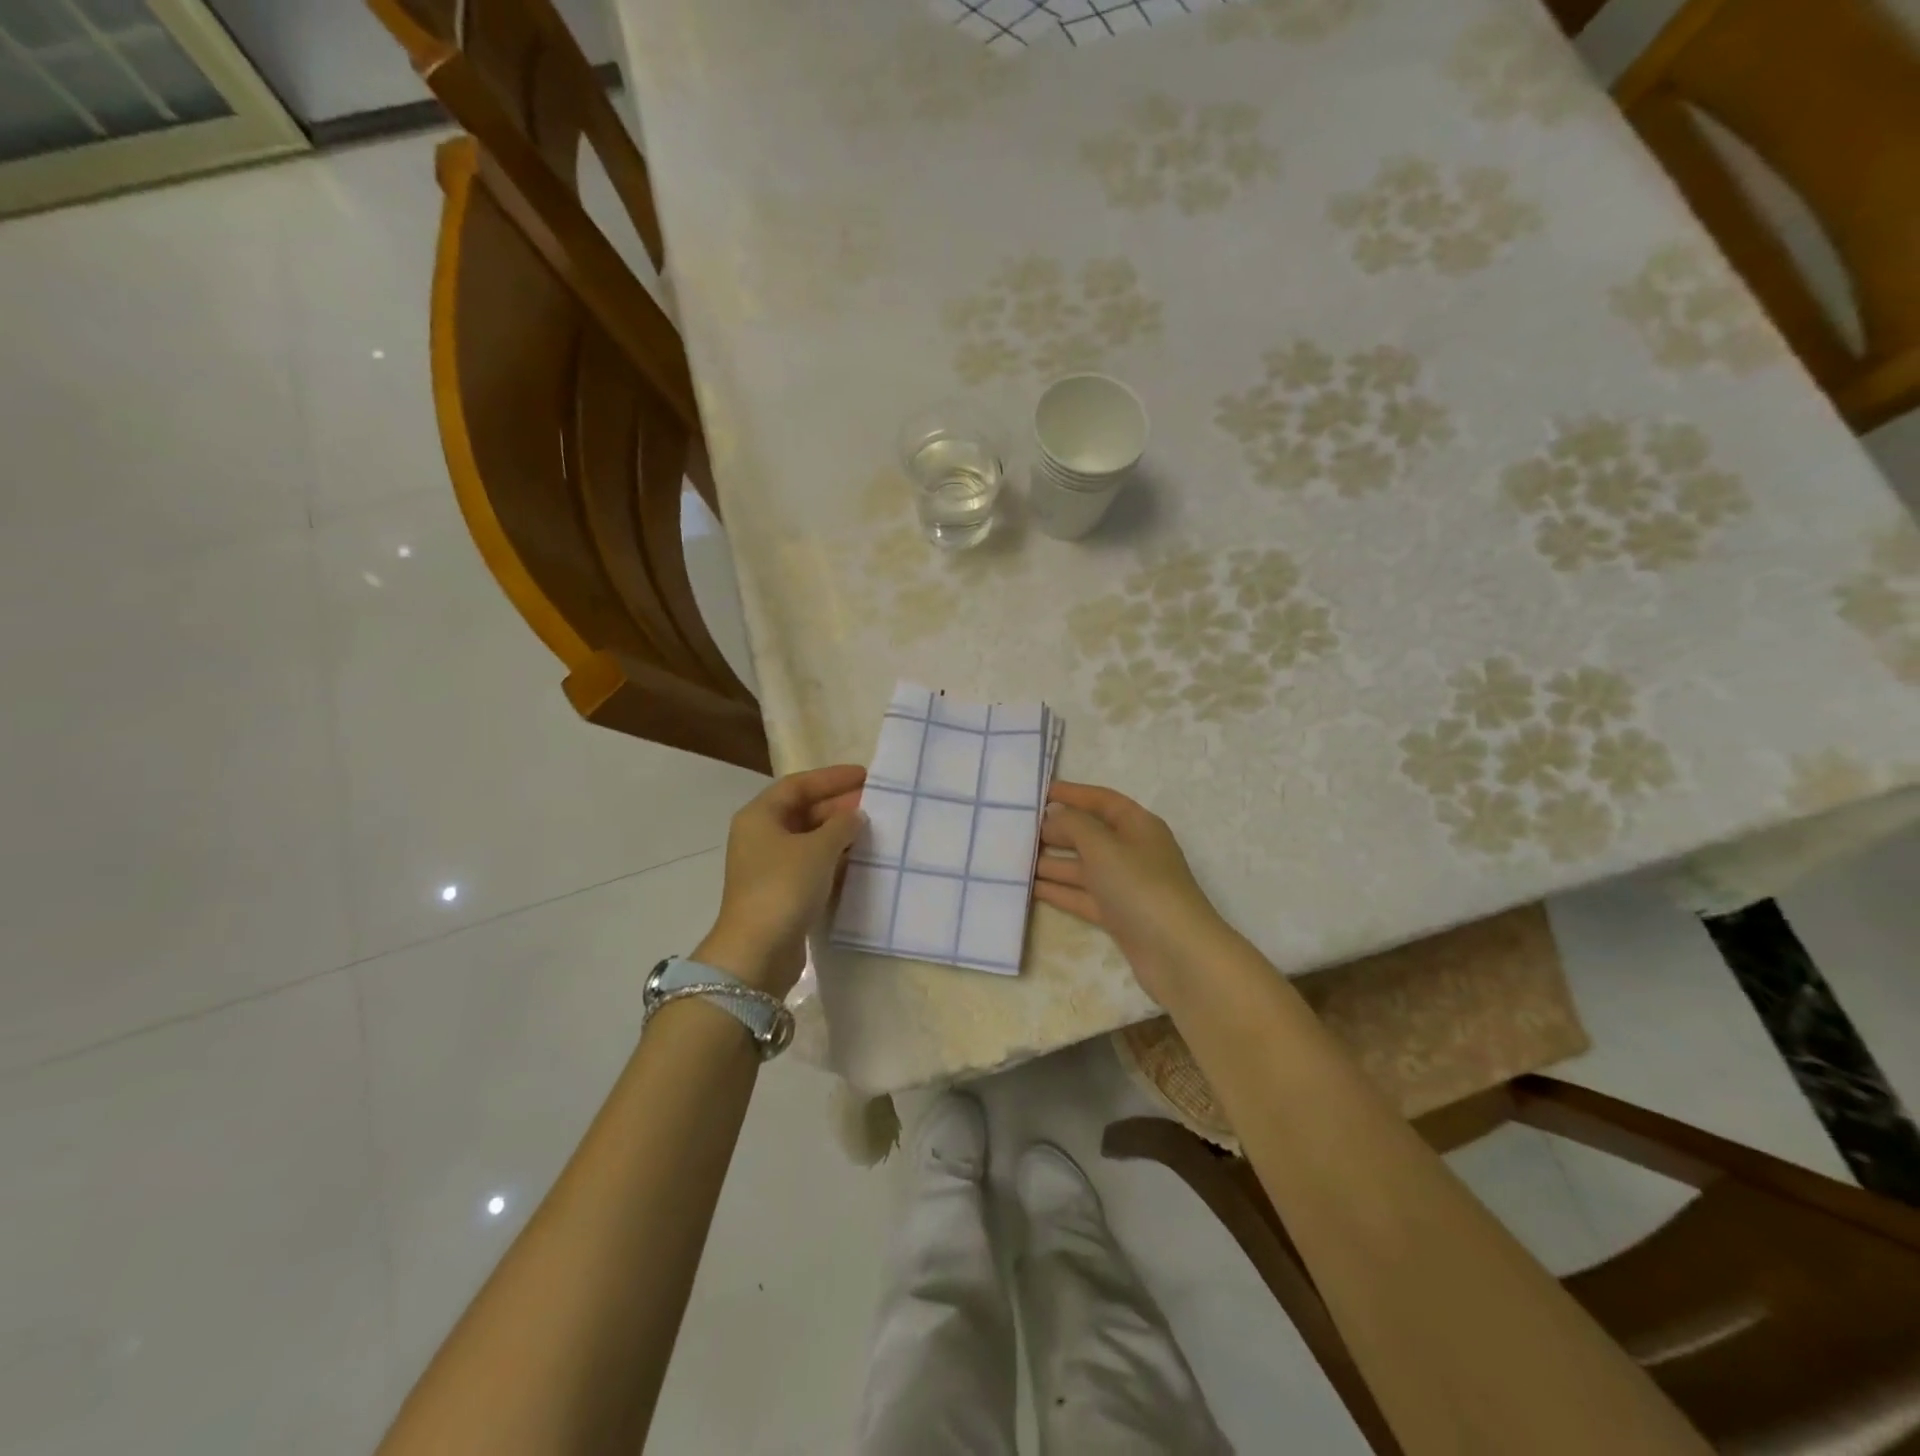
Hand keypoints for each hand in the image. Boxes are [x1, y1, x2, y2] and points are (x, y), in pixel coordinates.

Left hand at [694, 765, 866, 995]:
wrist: (758, 952)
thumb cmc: (784, 887)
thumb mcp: (818, 849)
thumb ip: (842, 825)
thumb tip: (855, 815)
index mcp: (760, 816)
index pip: (799, 784)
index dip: (832, 778)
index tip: (866, 776)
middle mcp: (761, 836)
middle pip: (804, 811)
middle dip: (840, 807)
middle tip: (877, 805)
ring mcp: (770, 866)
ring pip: (810, 839)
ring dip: (840, 834)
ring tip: (875, 830)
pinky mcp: (781, 892)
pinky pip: (812, 865)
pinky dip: (834, 859)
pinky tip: (861, 860)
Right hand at [1035, 781, 1238, 1007]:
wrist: (1178, 954)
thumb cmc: (1141, 887)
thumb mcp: (1103, 847)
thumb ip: (1074, 825)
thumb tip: (1054, 815)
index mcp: (1138, 826)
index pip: (1102, 800)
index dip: (1072, 794)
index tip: (1038, 793)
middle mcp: (1132, 852)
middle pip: (1090, 833)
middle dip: (1057, 830)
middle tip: (1018, 829)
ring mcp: (1125, 886)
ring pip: (1083, 867)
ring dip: (1052, 862)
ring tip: (1014, 858)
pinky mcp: (1118, 916)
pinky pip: (1082, 896)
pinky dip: (1059, 891)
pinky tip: (1030, 888)